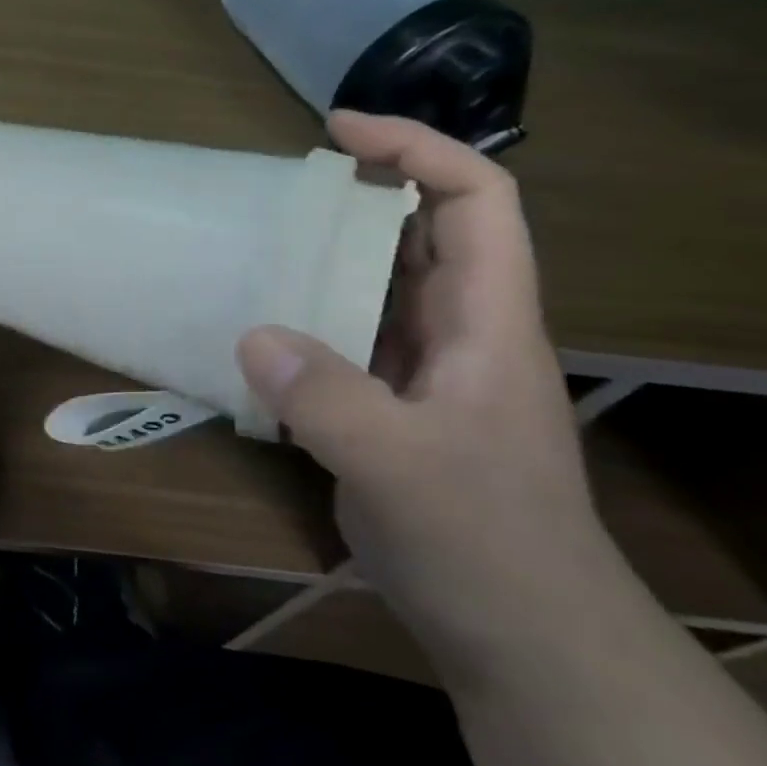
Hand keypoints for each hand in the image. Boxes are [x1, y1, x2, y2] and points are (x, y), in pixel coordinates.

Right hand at [236, 112, 611, 669]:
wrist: (516, 635)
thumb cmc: (483, 542)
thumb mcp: (403, 467)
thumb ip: (328, 398)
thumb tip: (251, 334)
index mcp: (486, 322)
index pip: (474, 202)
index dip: (416, 150)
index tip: (337, 130)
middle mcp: (457, 332)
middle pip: (419, 234)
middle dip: (357, 195)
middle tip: (277, 191)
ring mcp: (420, 372)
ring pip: (375, 286)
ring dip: (320, 258)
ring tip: (251, 246)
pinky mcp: (384, 407)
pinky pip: (340, 339)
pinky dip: (299, 319)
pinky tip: (250, 329)